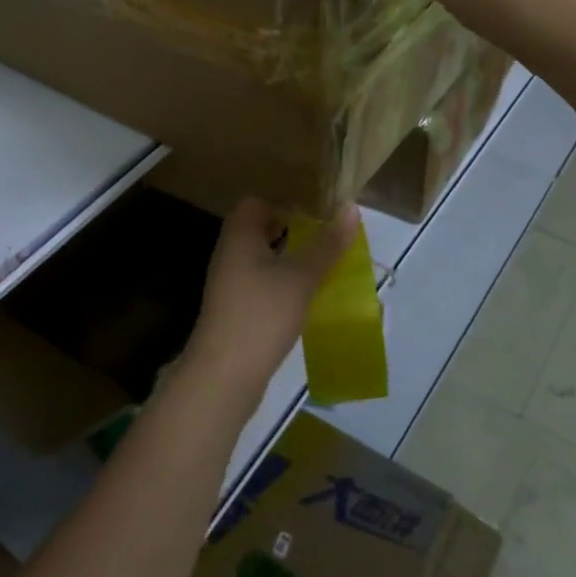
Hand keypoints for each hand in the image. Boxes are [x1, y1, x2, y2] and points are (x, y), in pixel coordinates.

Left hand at [184, 199, 359, 404]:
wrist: (224, 375)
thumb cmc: (261, 314)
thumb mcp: (301, 277)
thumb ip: (327, 244)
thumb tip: (351, 208)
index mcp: (239, 236)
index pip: (255, 203)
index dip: (284, 201)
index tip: (316, 210)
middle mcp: (229, 254)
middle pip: (259, 230)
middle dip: (292, 230)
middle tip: (326, 236)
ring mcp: (229, 284)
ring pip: (262, 259)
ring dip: (289, 258)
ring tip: (324, 264)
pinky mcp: (235, 310)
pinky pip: (261, 284)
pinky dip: (282, 283)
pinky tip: (306, 296)